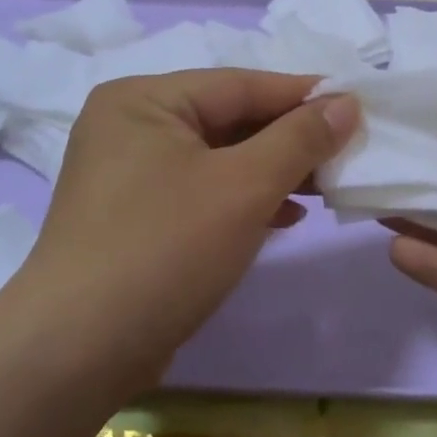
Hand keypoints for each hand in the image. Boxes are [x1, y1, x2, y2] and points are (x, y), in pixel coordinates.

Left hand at [9, 69, 358, 387]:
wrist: (78, 351)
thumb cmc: (165, 249)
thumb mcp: (244, 186)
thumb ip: (300, 138)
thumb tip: (347, 102)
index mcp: (144, 99)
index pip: (240, 84)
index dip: (303, 96)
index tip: (358, 106)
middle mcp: (130, 126)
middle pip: (228, 119)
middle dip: (289, 139)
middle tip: (347, 151)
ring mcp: (128, 174)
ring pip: (218, 158)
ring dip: (272, 171)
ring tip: (325, 186)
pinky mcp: (135, 216)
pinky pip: (201, 190)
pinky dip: (243, 200)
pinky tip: (285, 218)